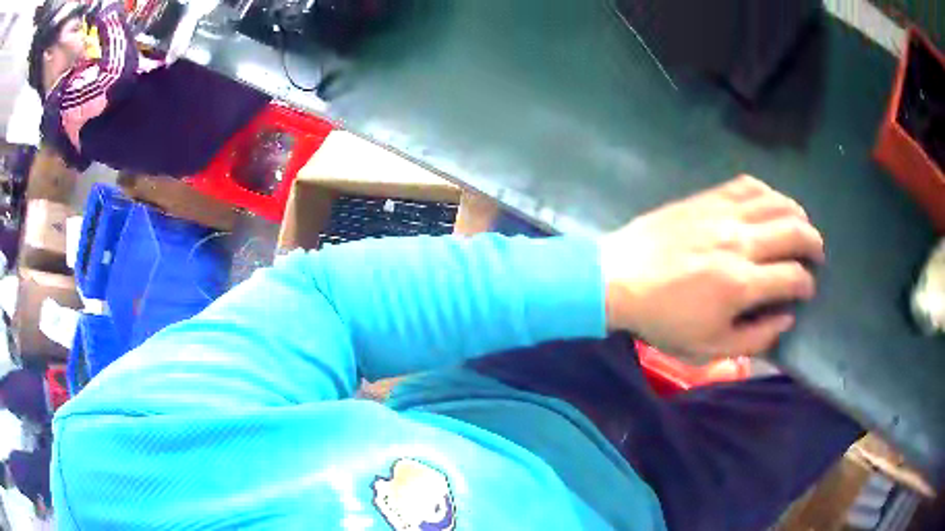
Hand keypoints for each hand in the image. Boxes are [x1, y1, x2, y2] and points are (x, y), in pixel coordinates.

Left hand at [599, 175, 823, 361]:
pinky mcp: (706, 198)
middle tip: (816, 254)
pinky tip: (771, 203)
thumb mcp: (709, 347)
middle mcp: (739, 241)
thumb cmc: (663, 319)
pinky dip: (767, 192)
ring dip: (797, 214)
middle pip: (794, 231)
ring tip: (801, 227)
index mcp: (741, 283)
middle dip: (814, 243)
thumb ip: (754, 338)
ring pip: (775, 202)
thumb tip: (786, 319)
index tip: (808, 289)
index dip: (807, 284)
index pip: (793, 276)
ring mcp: (722, 214)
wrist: (617, 278)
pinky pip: (746, 185)